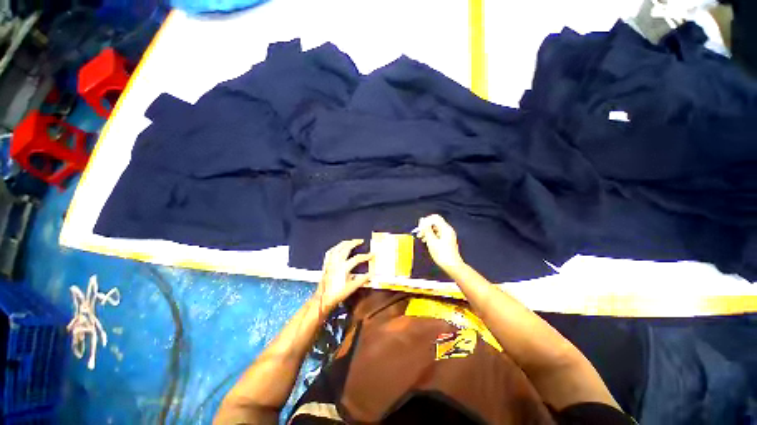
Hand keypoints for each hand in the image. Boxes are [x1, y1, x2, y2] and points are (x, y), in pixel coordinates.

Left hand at [314, 239, 372, 313]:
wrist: (323, 299)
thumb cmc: (338, 294)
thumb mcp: (352, 288)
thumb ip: (362, 279)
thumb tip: (371, 274)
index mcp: (344, 267)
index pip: (357, 259)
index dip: (365, 256)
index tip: (372, 254)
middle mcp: (336, 262)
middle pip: (346, 248)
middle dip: (354, 243)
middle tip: (360, 241)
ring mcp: (330, 262)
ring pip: (337, 248)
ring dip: (344, 243)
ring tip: (350, 241)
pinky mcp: (326, 264)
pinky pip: (330, 252)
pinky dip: (335, 248)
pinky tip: (337, 247)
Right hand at [415, 214, 463, 271]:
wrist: (452, 266)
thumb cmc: (442, 254)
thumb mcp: (431, 241)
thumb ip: (426, 229)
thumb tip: (422, 220)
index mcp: (445, 228)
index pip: (434, 217)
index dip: (425, 221)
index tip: (420, 228)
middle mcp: (447, 230)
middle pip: (435, 222)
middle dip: (426, 227)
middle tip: (419, 234)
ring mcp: (448, 235)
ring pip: (435, 228)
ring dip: (427, 232)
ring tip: (421, 238)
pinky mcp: (447, 240)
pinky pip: (437, 234)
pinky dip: (431, 236)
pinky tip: (427, 241)